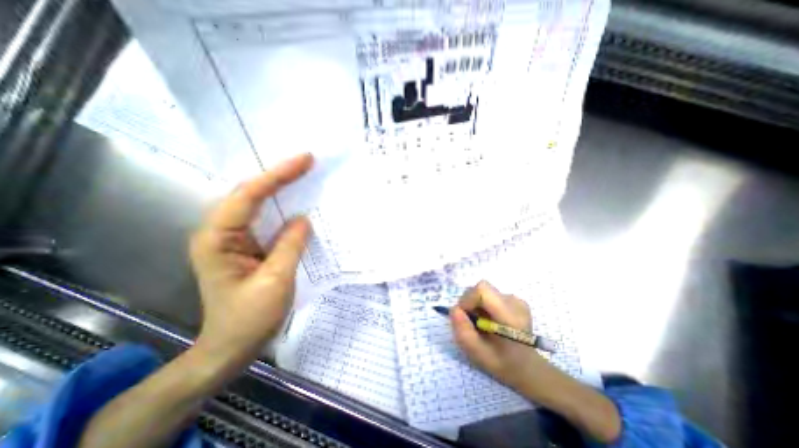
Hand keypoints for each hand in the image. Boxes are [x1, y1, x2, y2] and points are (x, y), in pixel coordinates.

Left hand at [189, 154, 311, 369]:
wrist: (231, 347)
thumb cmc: (249, 319)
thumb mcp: (275, 281)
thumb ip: (290, 246)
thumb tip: (304, 219)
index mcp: (218, 239)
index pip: (248, 196)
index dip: (277, 175)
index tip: (304, 160)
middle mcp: (221, 233)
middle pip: (250, 194)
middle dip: (279, 176)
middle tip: (307, 163)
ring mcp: (234, 239)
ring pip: (258, 204)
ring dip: (281, 189)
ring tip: (304, 175)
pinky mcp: (248, 246)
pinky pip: (267, 219)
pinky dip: (283, 207)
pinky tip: (298, 202)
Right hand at [452, 282, 619, 442]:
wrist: (529, 368)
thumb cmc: (503, 364)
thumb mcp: (477, 354)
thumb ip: (463, 331)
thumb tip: (454, 309)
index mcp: (510, 317)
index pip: (482, 290)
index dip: (468, 299)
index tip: (464, 315)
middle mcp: (515, 303)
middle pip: (482, 288)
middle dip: (469, 302)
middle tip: (471, 321)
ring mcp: (517, 300)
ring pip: (485, 291)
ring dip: (476, 304)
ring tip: (482, 323)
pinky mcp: (515, 299)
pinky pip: (491, 295)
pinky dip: (484, 305)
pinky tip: (491, 320)